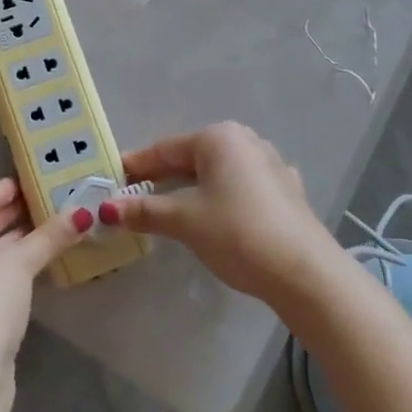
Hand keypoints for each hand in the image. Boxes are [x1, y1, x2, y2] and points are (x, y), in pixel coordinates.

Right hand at [106, 122, 333, 305]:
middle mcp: (245, 141)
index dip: (136, 165)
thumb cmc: (238, 234)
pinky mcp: (287, 191)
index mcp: (218, 137)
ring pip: (218, 172)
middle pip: (192, 157)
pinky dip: (222, 198)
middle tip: (133, 196)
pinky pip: (242, 187)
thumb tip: (106, 209)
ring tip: (169, 208)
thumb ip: (145, 211)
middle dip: (162, 177)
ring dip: (192, 188)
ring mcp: (271, 164)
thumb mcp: (185, 221)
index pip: (164, 149)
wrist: (306, 273)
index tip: (111, 179)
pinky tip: (217, 215)